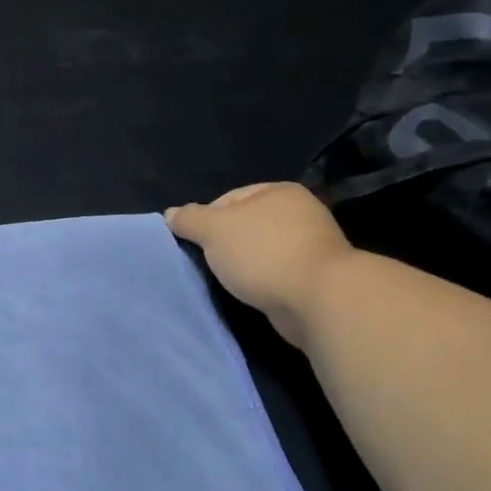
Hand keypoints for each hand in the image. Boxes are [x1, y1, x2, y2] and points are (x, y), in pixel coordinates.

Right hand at [166, 183, 354, 348]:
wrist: (319, 299)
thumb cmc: (263, 253)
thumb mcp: (214, 230)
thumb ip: (189, 219)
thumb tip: (171, 215)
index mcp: (278, 191)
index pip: (228, 199)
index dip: (205, 220)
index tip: (195, 245)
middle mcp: (299, 212)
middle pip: (245, 225)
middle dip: (225, 245)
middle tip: (208, 264)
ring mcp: (311, 245)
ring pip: (261, 251)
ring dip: (244, 266)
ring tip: (229, 282)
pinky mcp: (316, 276)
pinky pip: (276, 274)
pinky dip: (262, 282)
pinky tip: (252, 293)